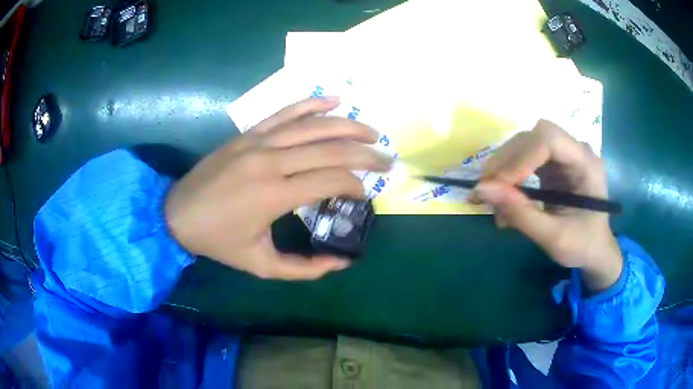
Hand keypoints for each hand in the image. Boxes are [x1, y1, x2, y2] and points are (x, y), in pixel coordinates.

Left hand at [164, 97, 391, 279]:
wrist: (177, 214)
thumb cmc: (218, 242)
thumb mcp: (261, 265)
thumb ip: (304, 269)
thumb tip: (341, 262)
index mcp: (274, 195)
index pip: (331, 179)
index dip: (356, 185)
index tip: (365, 195)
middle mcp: (271, 161)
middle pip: (330, 148)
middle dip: (366, 154)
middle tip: (387, 160)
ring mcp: (258, 141)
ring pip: (313, 124)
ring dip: (348, 126)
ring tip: (372, 132)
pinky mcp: (249, 133)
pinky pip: (285, 111)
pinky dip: (312, 103)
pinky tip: (335, 100)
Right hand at [474, 120, 621, 292]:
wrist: (594, 250)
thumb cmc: (582, 245)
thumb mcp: (554, 238)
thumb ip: (521, 214)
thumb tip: (481, 190)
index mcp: (586, 164)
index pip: (550, 140)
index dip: (521, 157)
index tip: (497, 185)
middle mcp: (575, 151)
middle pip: (533, 137)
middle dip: (507, 161)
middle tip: (485, 191)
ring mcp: (563, 156)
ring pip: (525, 144)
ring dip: (504, 168)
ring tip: (492, 198)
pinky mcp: (552, 164)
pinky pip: (524, 159)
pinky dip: (509, 176)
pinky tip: (503, 197)